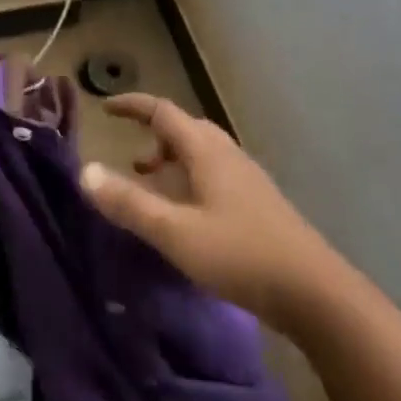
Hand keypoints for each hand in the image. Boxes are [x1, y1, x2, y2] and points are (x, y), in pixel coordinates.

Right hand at [82, 93, 343, 327]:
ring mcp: (247, 180)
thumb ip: (129, 203)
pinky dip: (188, 179)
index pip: (163, 112)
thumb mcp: (174, 232)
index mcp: (207, 152)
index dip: (132, 105)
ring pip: (201, 154)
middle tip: (126, 154)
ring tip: (149, 182)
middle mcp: (228, 156)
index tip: (105, 107)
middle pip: (185, 129)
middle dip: (152, 133)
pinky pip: (213, 175)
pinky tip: (184, 213)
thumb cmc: (241, 255)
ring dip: (170, 159)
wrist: (317, 295)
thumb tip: (84, 171)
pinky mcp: (258, 205)